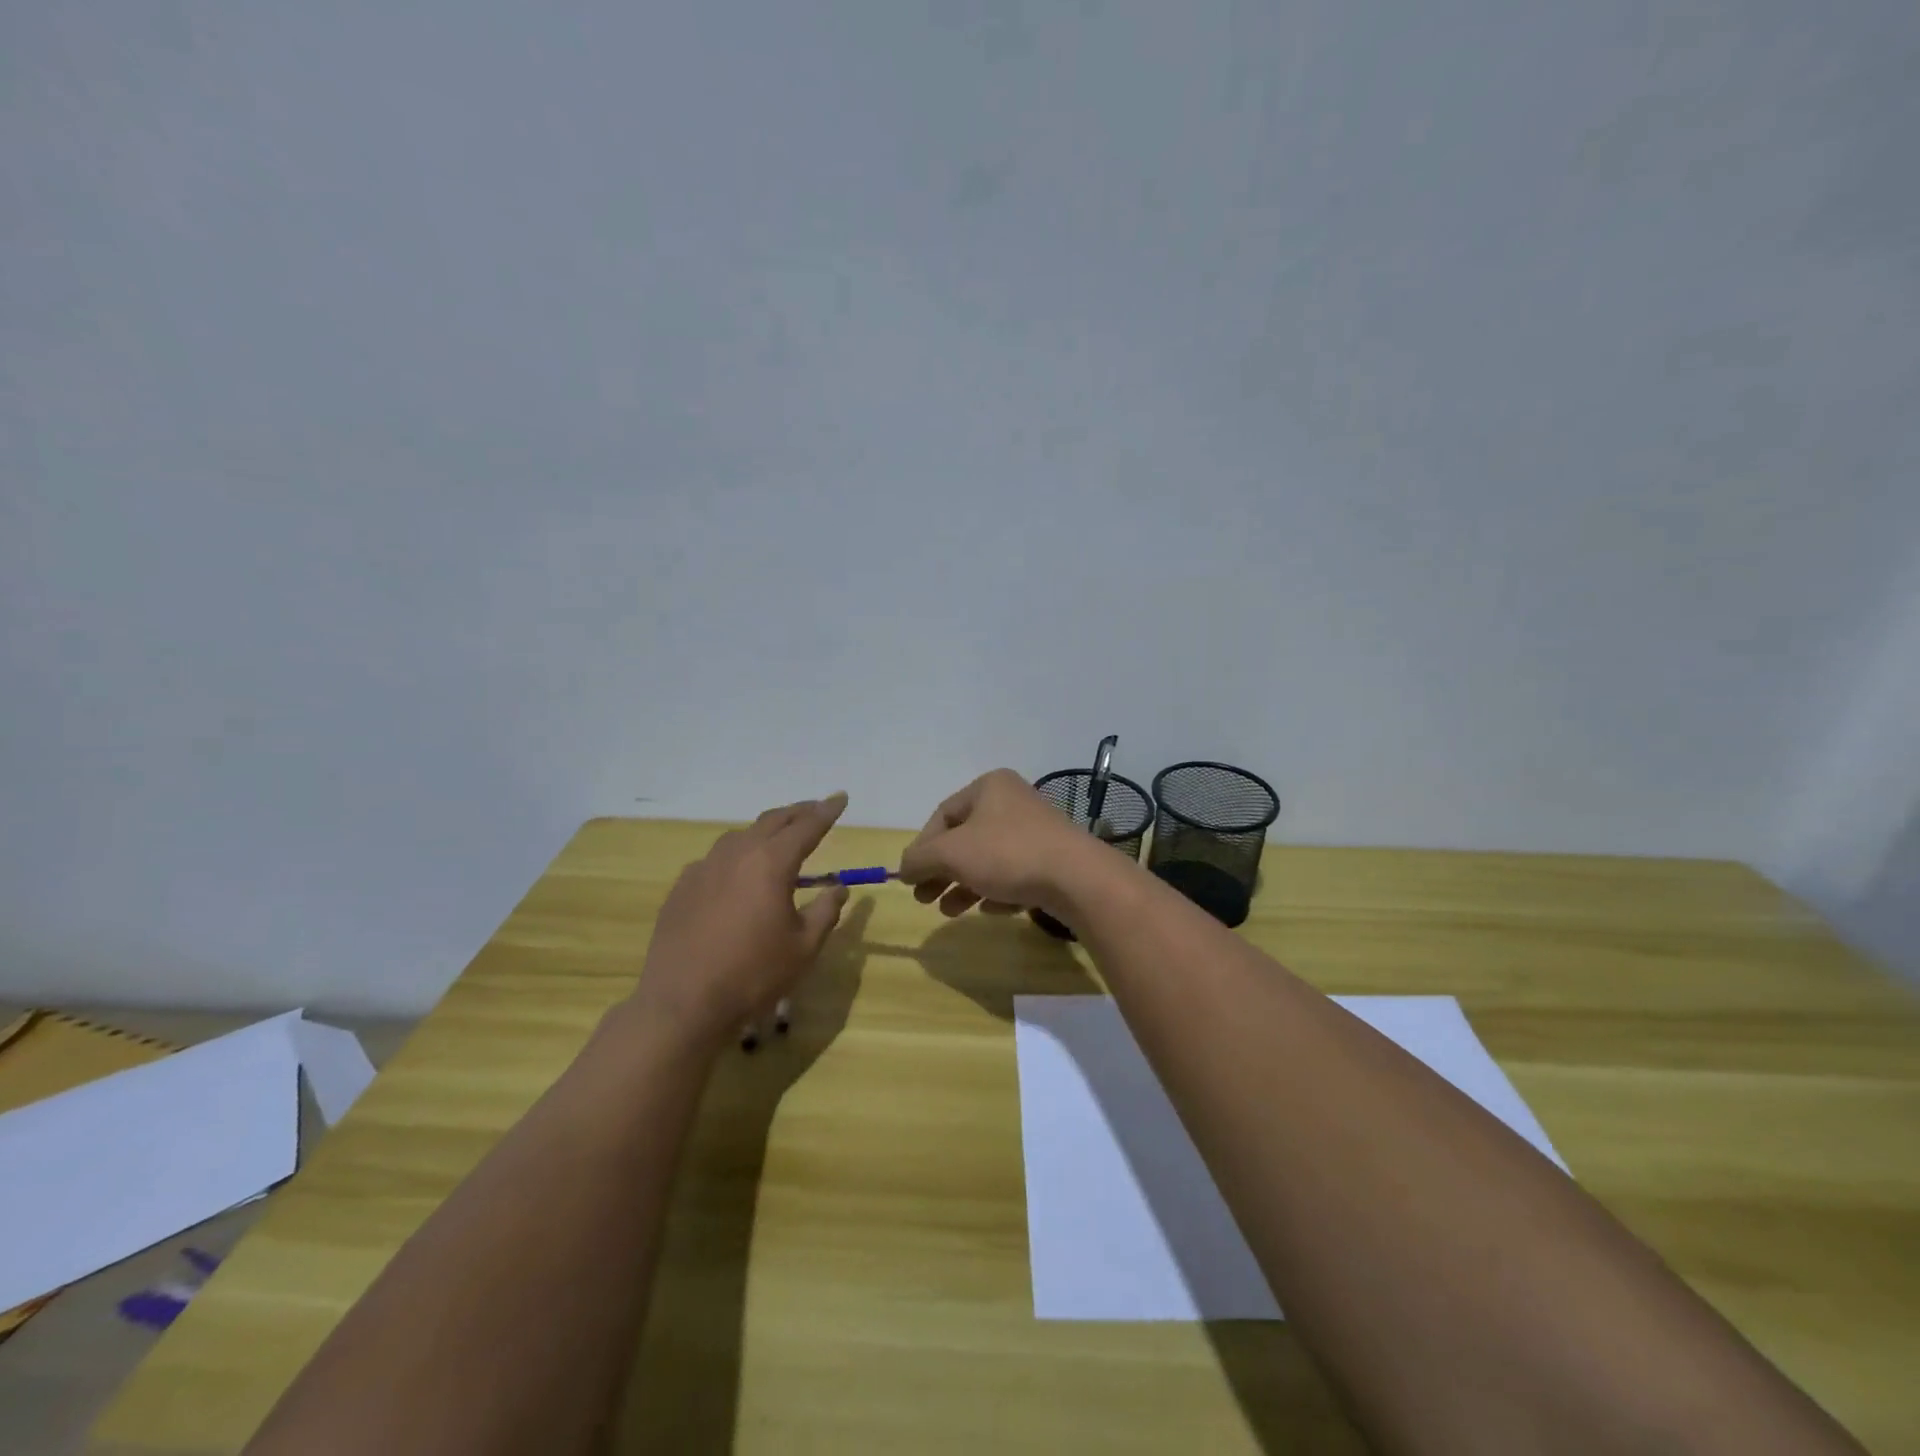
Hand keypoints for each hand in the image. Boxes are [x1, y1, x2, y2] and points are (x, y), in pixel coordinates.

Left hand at [630, 793, 851, 1049]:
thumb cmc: (753, 975)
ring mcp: (704, 868)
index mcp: (771, 863)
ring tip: (778, 839)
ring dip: (764, 832)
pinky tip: (737, 875)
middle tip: (815, 809)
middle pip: (772, 821)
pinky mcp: (682, 887)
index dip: (827, 811)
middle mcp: (737, 855)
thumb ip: (826, 911)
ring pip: (740, 836)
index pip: (807, 827)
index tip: (841, 797)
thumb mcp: (804, 947)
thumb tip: (839, 888)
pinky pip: (715, 860)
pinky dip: (736, 856)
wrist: (682, 1003)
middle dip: (797, 812)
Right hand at [897, 769, 1102, 917]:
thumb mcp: (951, 854)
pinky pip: (1015, 874)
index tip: (911, 879)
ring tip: (951, 910)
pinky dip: (997, 890)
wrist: (1078, 878)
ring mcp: (1036, 831)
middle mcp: (1013, 801)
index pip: (942, 815)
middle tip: (925, 899)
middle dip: (942, 871)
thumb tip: (903, 868)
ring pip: (988, 859)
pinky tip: (991, 910)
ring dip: (965, 885)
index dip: (922, 848)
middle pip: (965, 839)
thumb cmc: (1008, 854)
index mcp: (989, 787)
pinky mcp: (1053, 859)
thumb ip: (919, 859)